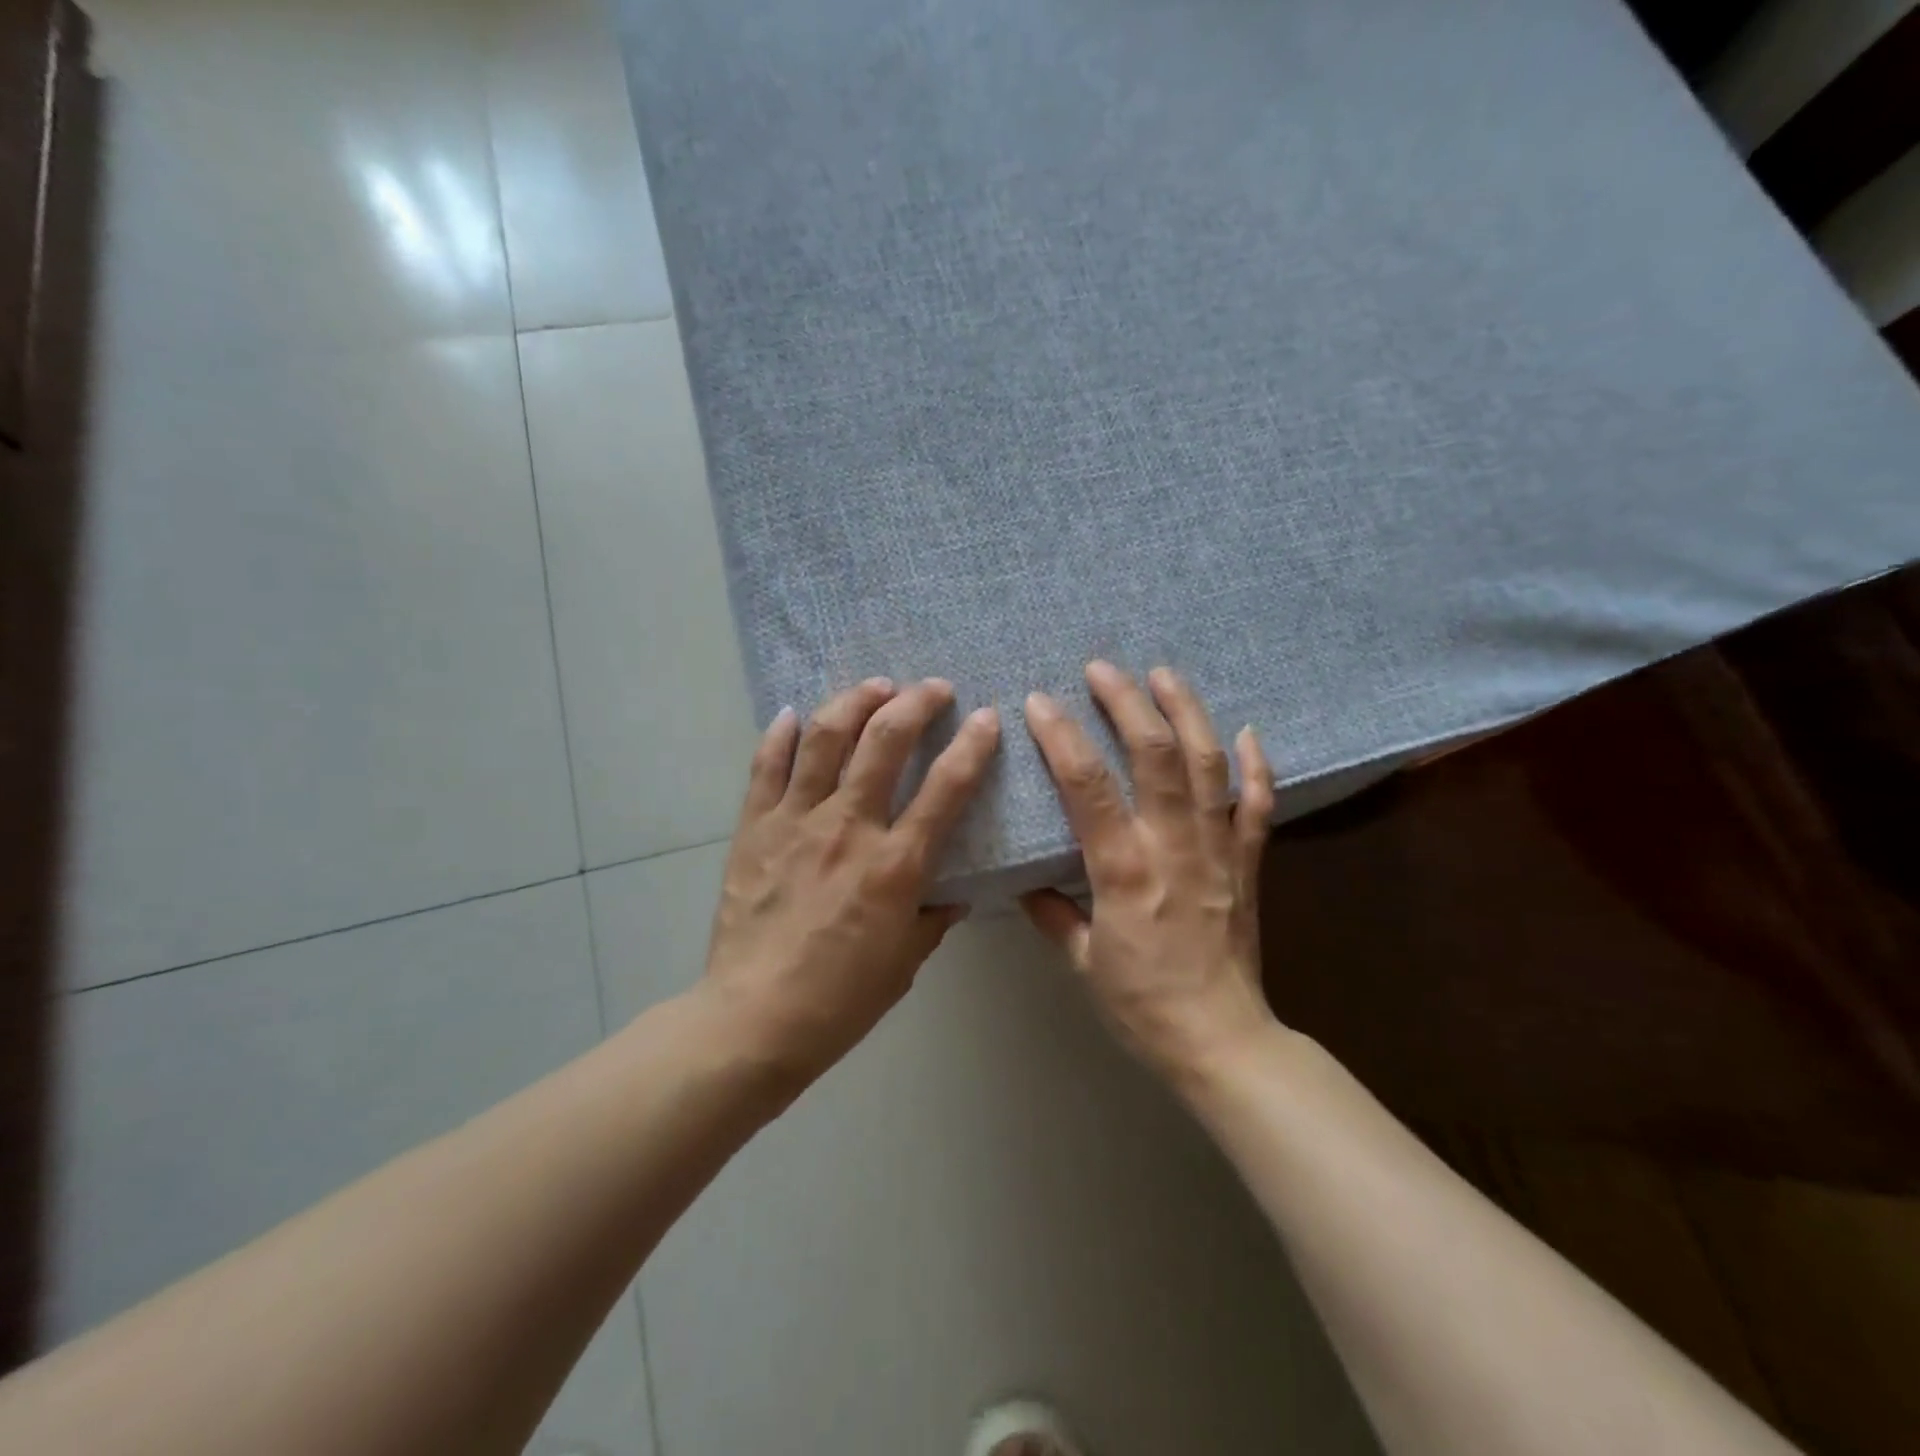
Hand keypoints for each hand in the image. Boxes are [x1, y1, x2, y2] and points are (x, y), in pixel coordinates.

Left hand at [700, 677, 1000, 1083]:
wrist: (755, 1018)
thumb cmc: (841, 998)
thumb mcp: (906, 961)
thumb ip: (935, 917)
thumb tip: (955, 892)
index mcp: (895, 865)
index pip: (946, 788)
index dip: (972, 746)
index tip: (986, 718)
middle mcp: (848, 828)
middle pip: (884, 742)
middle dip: (915, 703)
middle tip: (933, 688)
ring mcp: (795, 821)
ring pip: (826, 738)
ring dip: (855, 701)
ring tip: (876, 687)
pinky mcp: (754, 827)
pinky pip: (766, 767)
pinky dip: (781, 734)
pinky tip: (795, 714)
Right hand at [1021, 661, 1279, 1084]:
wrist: (1223, 1041)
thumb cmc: (1142, 1006)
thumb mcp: (1082, 963)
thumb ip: (1053, 913)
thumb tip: (1025, 880)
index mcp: (1125, 873)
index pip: (1089, 788)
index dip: (1063, 738)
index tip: (1040, 702)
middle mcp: (1174, 848)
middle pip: (1156, 757)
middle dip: (1127, 704)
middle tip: (1103, 668)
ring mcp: (1219, 851)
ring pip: (1209, 766)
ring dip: (1187, 712)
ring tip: (1165, 674)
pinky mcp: (1249, 863)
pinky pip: (1259, 805)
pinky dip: (1257, 765)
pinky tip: (1248, 731)